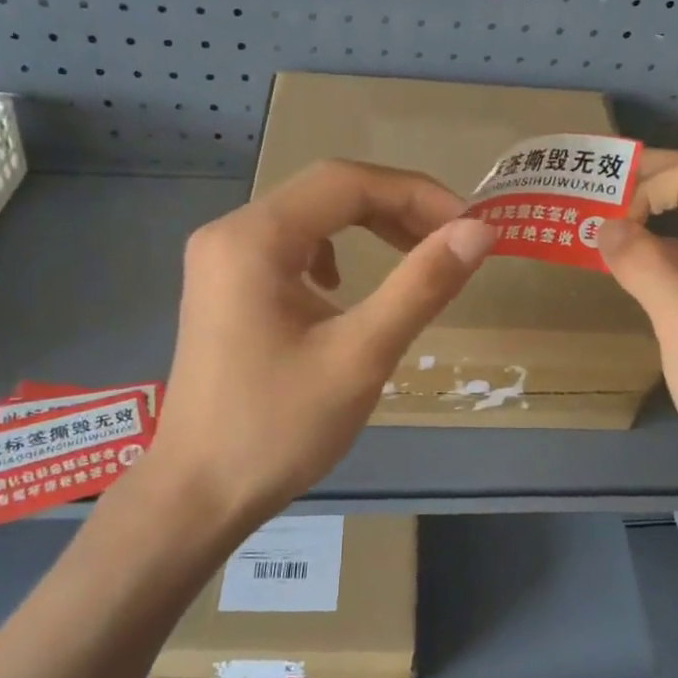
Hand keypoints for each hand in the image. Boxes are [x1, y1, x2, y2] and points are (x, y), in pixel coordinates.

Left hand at [124, 159, 496, 538]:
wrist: (198, 495)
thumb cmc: (277, 428)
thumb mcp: (360, 355)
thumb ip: (421, 286)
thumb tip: (479, 231)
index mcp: (254, 238)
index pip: (347, 182)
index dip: (417, 194)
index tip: (470, 226)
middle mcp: (230, 233)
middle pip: (327, 193)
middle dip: (397, 209)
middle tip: (453, 241)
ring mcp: (221, 261)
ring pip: (310, 218)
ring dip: (368, 227)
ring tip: (414, 257)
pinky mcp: (224, 288)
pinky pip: (289, 248)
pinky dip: (334, 253)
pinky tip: (343, 289)